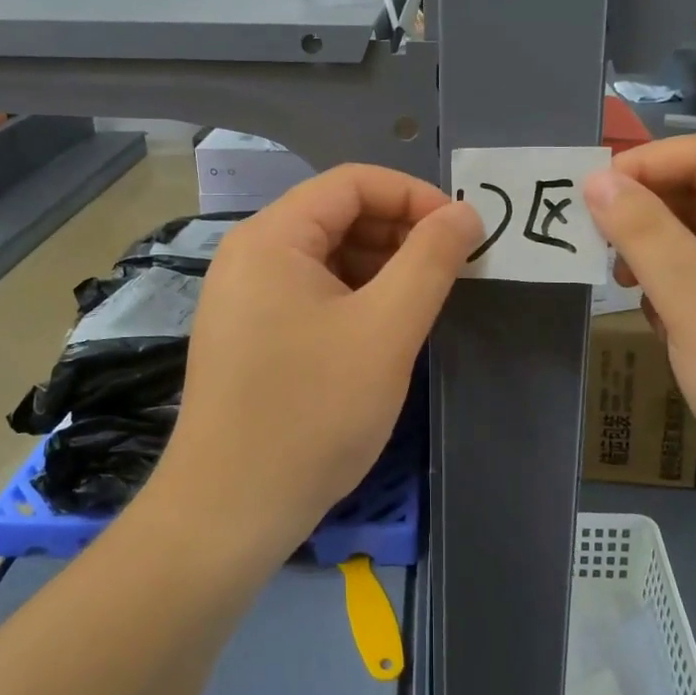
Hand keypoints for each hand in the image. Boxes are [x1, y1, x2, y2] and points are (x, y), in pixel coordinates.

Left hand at [155, 165, 481, 563]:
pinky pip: (311, 292)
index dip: (414, 196)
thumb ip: (431, 260)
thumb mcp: (386, 330)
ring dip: (381, 267)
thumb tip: (466, 212)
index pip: (353, 182)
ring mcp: (245, 296)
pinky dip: (355, 297)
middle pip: (338, 215)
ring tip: (425, 302)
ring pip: (327, 257)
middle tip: (452, 270)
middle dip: (400, 233)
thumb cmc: (312, 412)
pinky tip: (384, 330)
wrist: (229, 511)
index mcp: (272, 237)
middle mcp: (250, 254)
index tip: (463, 232)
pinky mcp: (250, 333)